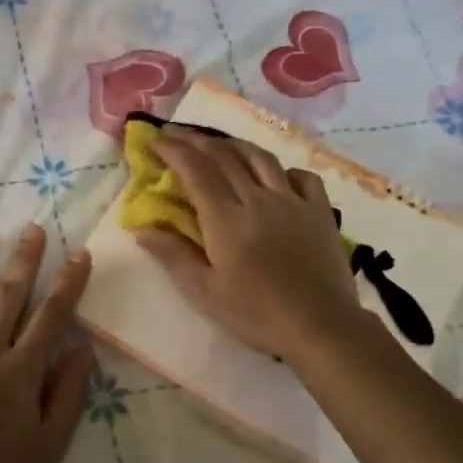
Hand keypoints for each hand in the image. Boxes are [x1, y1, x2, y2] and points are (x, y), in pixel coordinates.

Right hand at [135, 127, 373, 365]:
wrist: (320, 326)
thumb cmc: (256, 314)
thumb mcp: (205, 292)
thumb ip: (173, 255)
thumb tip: (142, 229)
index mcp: (226, 219)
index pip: (196, 170)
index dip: (173, 150)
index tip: (155, 140)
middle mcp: (258, 199)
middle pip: (225, 157)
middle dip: (196, 141)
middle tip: (177, 135)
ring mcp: (293, 202)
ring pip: (260, 158)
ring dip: (234, 146)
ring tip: (219, 145)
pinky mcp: (319, 211)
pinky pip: (301, 176)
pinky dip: (282, 169)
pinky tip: (275, 177)